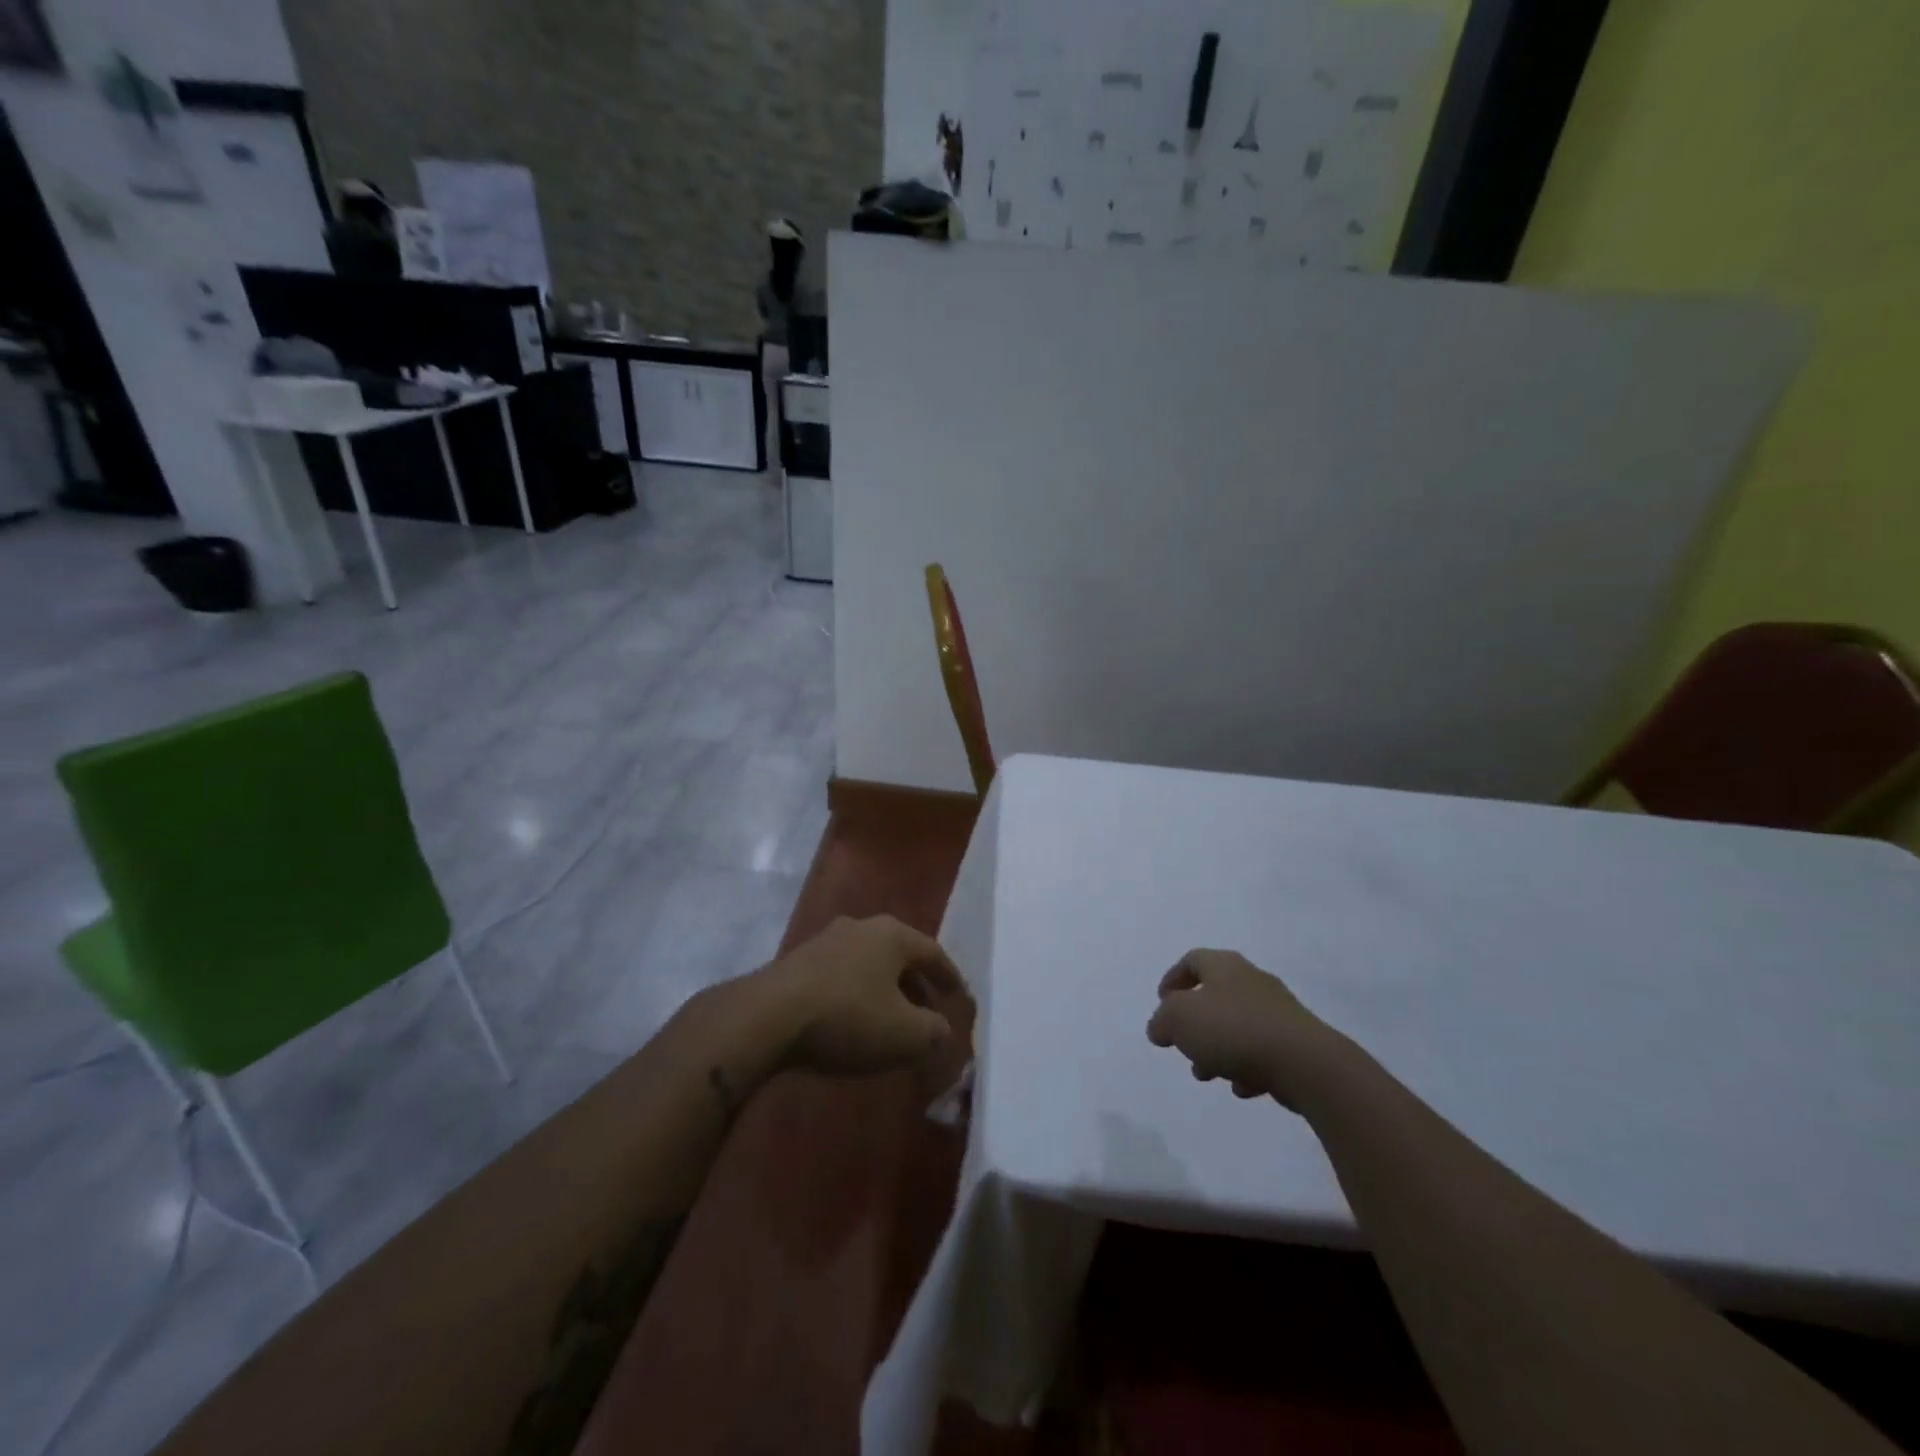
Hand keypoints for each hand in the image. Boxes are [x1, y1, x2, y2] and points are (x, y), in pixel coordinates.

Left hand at [765, 915, 964, 1075]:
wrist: (768, 1017)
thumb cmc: (848, 1017)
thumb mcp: (905, 1035)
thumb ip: (934, 1032)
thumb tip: (942, 1029)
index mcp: (892, 934)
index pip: (934, 953)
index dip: (951, 979)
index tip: (960, 1000)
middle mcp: (861, 926)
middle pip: (900, 956)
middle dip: (917, 986)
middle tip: (928, 1015)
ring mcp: (826, 940)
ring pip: (869, 964)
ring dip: (885, 991)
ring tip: (891, 1022)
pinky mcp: (798, 961)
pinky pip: (842, 975)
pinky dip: (857, 995)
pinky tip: (853, 1022)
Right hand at [1146, 949, 1338, 1109]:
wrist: (1306, 1063)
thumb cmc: (1234, 1029)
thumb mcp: (1179, 1019)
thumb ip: (1162, 1020)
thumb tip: (1160, 1027)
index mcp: (1224, 966)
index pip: (1192, 960)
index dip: (1173, 979)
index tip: (1162, 1003)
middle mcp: (1252, 980)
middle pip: (1214, 996)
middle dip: (1194, 1025)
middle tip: (1183, 1046)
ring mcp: (1278, 1010)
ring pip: (1236, 1026)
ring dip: (1217, 1049)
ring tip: (1208, 1075)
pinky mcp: (1296, 1041)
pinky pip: (1262, 1049)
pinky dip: (1247, 1066)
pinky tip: (1243, 1087)